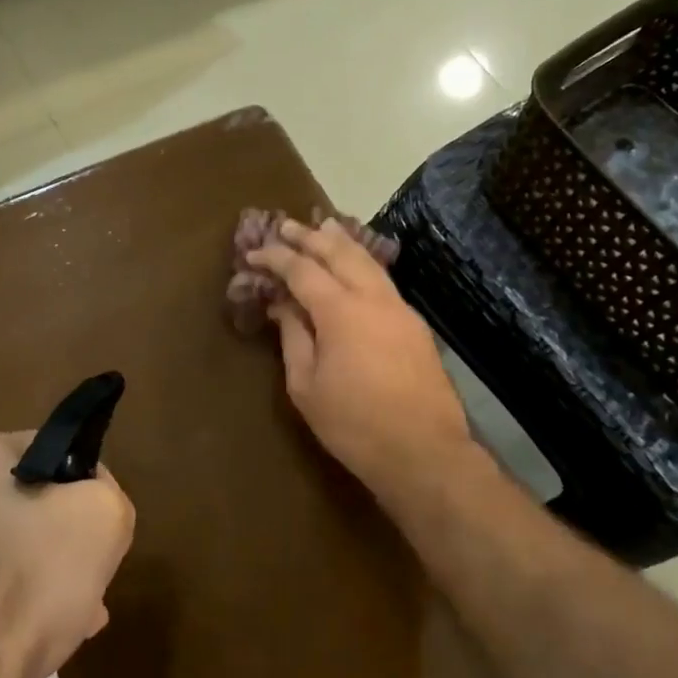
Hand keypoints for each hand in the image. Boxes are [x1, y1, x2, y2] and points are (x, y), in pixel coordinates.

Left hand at [0, 433, 134, 677]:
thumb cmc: (29, 582)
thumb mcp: (102, 518)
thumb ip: (107, 492)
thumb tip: (91, 500)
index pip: (52, 452)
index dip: (86, 488)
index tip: (98, 530)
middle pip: (25, 505)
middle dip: (59, 540)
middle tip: (86, 580)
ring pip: (0, 552)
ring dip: (35, 576)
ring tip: (67, 620)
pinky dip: (1, 608)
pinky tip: (25, 642)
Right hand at [248, 217, 474, 499]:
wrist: (424, 452)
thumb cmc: (354, 424)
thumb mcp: (306, 386)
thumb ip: (293, 337)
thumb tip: (283, 306)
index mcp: (341, 311)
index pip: (302, 269)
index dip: (276, 257)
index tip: (253, 253)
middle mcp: (373, 298)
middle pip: (339, 252)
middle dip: (310, 236)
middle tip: (286, 225)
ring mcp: (399, 308)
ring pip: (368, 261)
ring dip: (341, 243)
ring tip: (323, 228)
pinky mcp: (414, 325)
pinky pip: (383, 280)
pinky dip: (362, 264)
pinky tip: (354, 267)